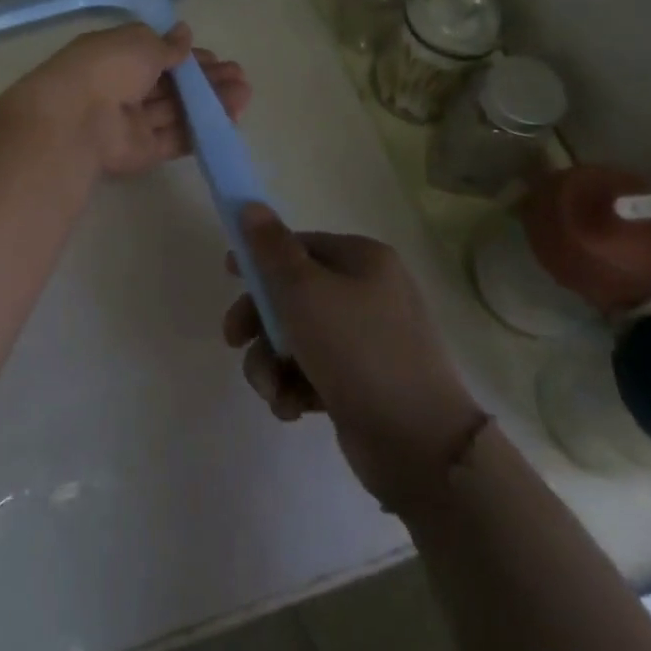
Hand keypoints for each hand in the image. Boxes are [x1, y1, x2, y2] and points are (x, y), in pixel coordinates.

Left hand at [23, 22, 251, 178]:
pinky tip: (230, 120)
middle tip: (240, 76)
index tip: (214, 57)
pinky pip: (175, 137)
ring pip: (177, 110)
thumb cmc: (107, 68)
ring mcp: (133, 122)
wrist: (77, 120)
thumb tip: (184, 32)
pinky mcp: (142, 151)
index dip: (186, 57)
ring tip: (245, 93)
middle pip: (171, 84)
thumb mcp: (140, 43)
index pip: (157, 55)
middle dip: (205, 79)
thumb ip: (167, 44)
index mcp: (116, 56)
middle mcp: (124, 88)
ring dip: (210, 102)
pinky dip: (201, 128)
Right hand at [224, 207, 484, 513]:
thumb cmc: (357, 351)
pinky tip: (291, 408)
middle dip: (259, 321)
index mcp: (363, 260)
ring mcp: (368, 341)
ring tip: (272, 390)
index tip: (230, 276)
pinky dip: (295, 387)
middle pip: (293, 294)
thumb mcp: (304, 291)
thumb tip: (250, 205)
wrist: (420, 445)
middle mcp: (369, 293)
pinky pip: (314, 372)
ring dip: (271, 362)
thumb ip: (271, 248)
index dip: (261, 258)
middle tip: (234, 340)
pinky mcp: (363, 384)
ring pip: (297, 338)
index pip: (300, 245)